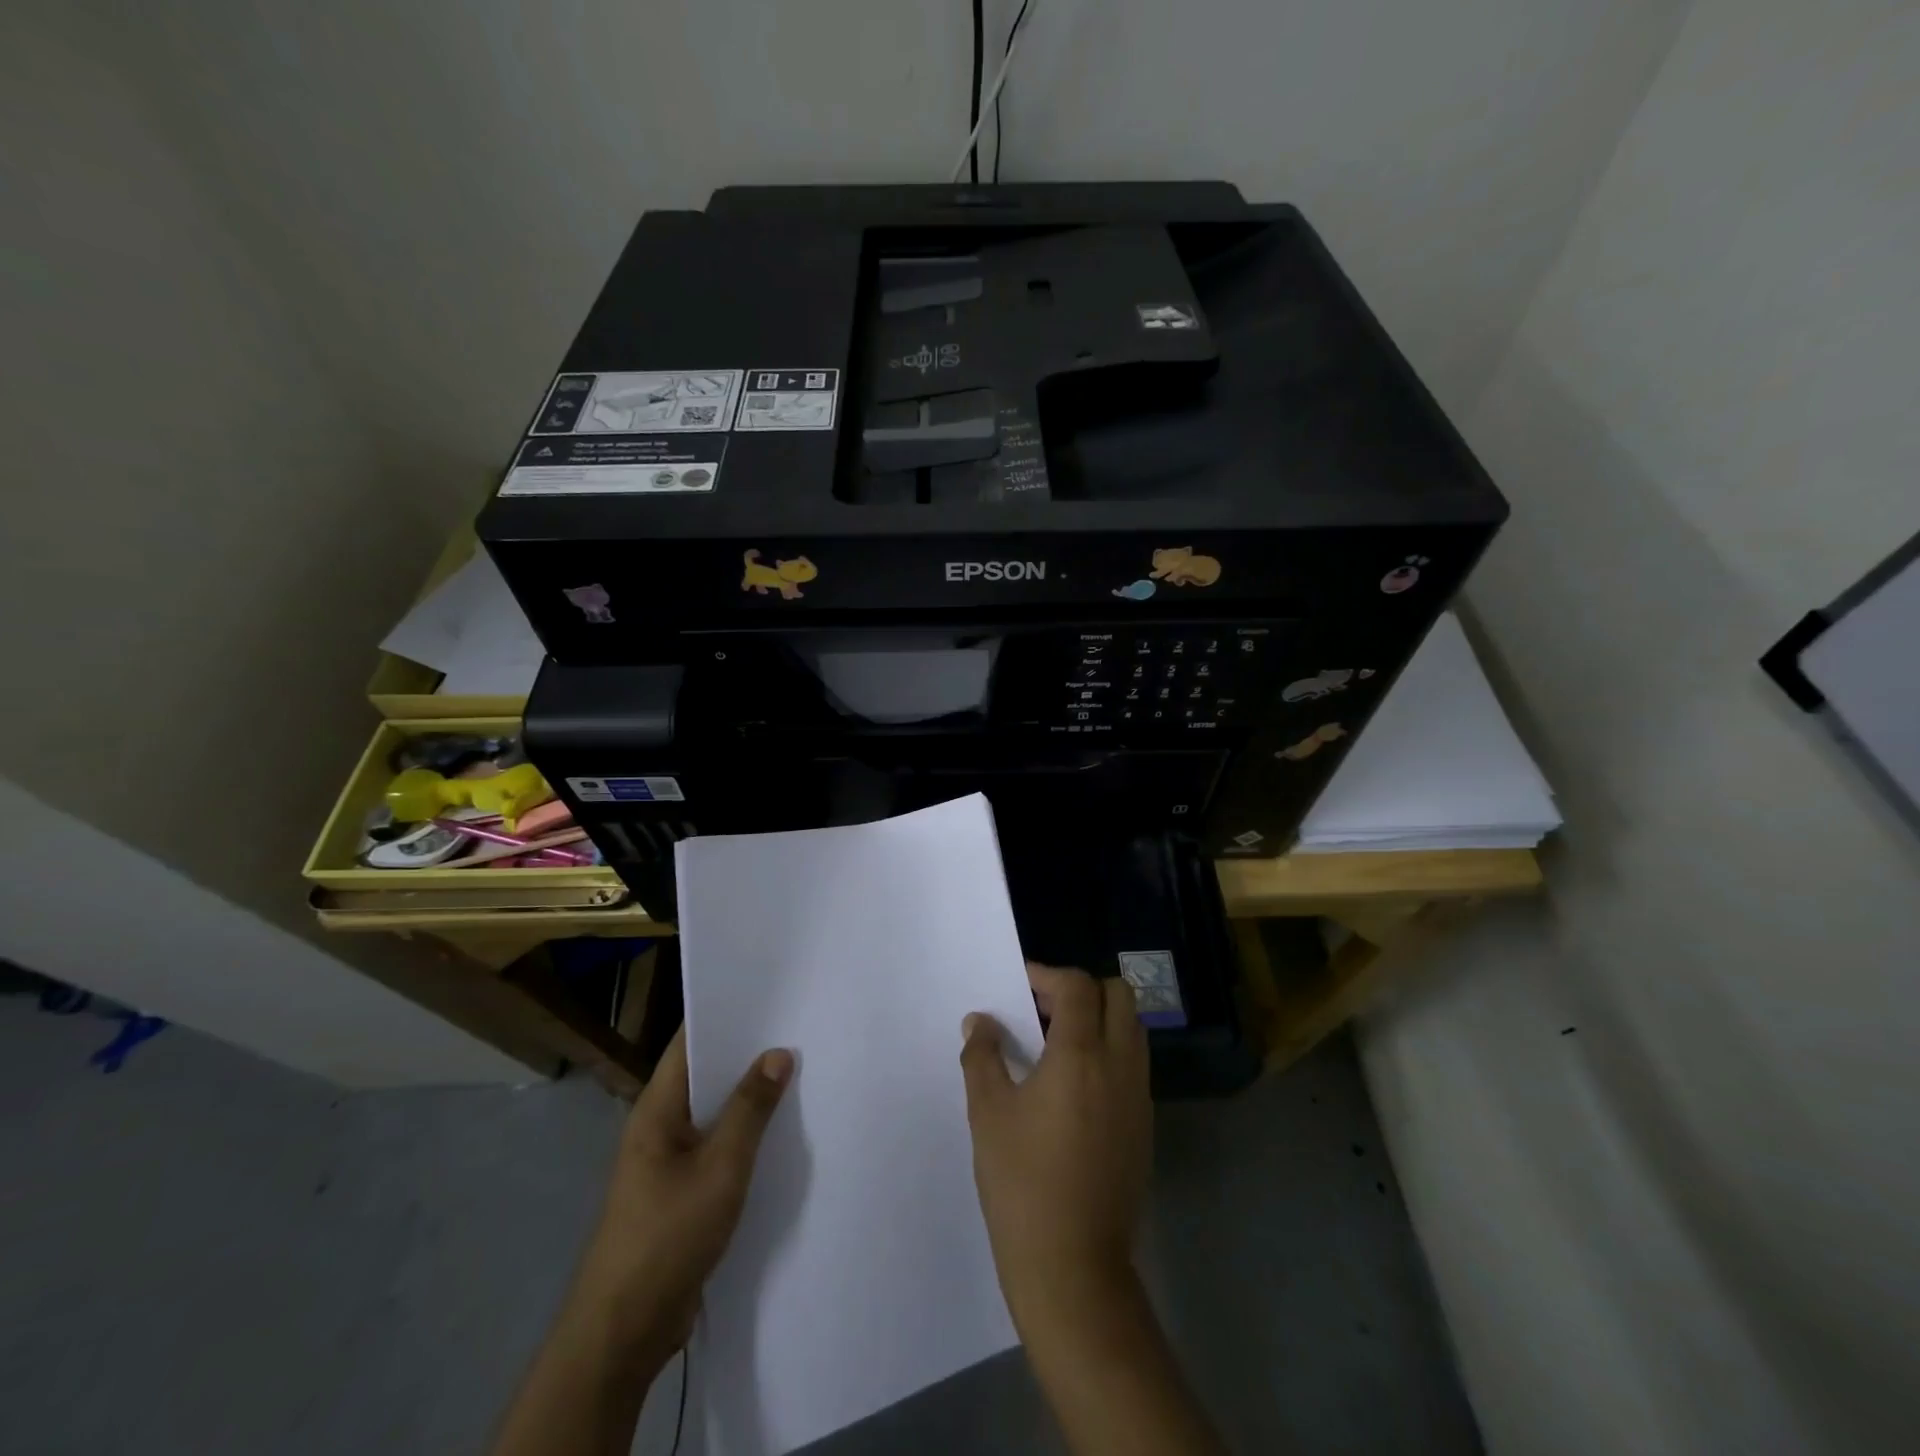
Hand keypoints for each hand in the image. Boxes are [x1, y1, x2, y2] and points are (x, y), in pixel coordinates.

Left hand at [576, 1027, 793, 1367]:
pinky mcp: (681, 1191)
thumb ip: (751, 1109)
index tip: (769, 994)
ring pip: (715, 1112)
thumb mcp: (720, 1167)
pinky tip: (781, 1130)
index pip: (690, 1042)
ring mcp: (668, 1160)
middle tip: (798, 1028)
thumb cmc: (668, 1234)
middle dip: (748, 1054)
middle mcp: (660, 1125)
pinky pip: (717, 1145)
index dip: (725, 1014)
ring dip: (750, 1096)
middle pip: (706, 1074)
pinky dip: (745, 1133)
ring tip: (800, 1070)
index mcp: (658, 1107)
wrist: (625, 1330)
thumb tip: (778, 1053)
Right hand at [960, 963, 1151, 1333]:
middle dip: (1082, 990)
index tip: (1020, 985)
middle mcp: (1120, 1065)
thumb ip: (982, 1056)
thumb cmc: (1022, 1182)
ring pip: (1132, 1029)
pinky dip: (1109, 1052)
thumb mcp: (988, 1113)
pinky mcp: (1144, 1126)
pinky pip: (1133, 1065)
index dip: (1047, 975)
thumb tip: (980, 1022)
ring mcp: (1138, 1097)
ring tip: (1056, 1043)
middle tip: (1042, 1008)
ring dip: (1099, 1019)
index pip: (1078, 986)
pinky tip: (1073, 1084)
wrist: (1073, 1267)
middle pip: (1119, 996)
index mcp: (1081, 1054)